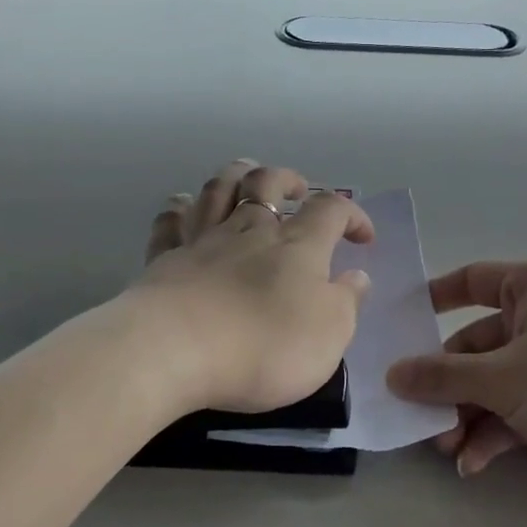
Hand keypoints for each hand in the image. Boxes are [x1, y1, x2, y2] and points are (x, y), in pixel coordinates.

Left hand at [131, 160, 373, 413]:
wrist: (176, 349)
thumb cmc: (265, 345)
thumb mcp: (328, 335)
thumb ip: (346, 302)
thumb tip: (357, 277)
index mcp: (296, 246)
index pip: (331, 210)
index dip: (351, 214)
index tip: (362, 237)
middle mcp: (249, 230)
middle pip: (266, 182)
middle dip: (287, 179)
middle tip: (298, 191)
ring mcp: (202, 240)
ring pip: (218, 189)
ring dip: (236, 176)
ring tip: (245, 178)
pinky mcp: (164, 259)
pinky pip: (170, 221)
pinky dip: (179, 209)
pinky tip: (182, 207)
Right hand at [385, 260, 526, 510]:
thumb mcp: (505, 379)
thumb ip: (442, 377)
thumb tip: (392, 375)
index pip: (472, 280)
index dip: (433, 299)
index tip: (398, 325)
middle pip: (476, 343)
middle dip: (448, 384)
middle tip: (418, 414)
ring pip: (494, 381)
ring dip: (466, 413)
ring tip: (445, 447)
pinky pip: (517, 407)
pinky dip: (494, 432)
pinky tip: (473, 462)